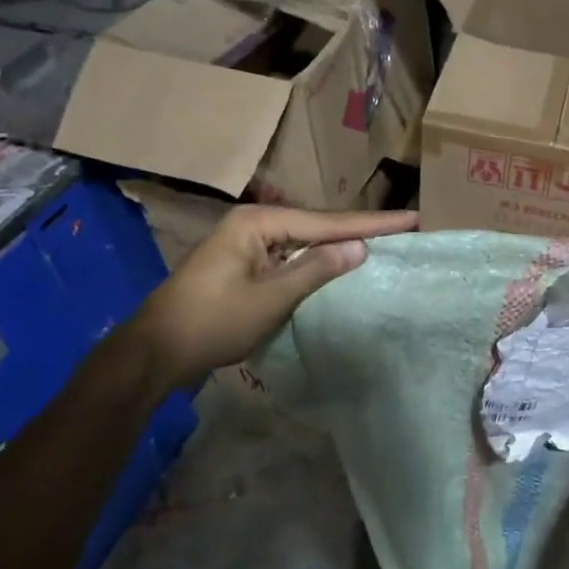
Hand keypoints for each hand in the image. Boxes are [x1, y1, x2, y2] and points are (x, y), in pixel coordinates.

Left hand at [129, 205, 416, 386]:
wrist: (155, 350)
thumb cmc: (212, 322)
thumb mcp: (270, 298)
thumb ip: (316, 269)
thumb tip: (359, 246)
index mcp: (258, 224)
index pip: (326, 222)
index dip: (372, 224)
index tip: (412, 218)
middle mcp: (253, 225)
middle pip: (317, 226)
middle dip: (359, 229)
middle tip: (404, 226)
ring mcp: (246, 244)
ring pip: (304, 241)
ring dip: (339, 244)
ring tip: (382, 240)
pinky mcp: (243, 265)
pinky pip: (290, 257)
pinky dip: (316, 261)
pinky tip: (339, 263)